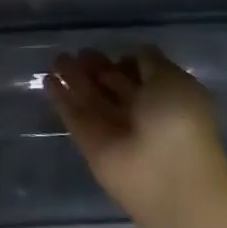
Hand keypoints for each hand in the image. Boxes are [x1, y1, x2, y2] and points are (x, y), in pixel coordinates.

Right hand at [47, 47, 226, 223]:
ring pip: (90, 98)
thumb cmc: (178, 121)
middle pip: (113, 86)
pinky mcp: (89, 143)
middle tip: (79, 52)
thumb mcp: (174, 80)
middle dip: (97, 68)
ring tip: (56, 59)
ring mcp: (113, 129)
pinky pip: (73, 115)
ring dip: (74, 78)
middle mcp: (140, 113)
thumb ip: (152, 63)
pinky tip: (48, 79)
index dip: (126, 62)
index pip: (142, 75)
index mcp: (167, 98)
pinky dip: (61, 98)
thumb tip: (131, 57)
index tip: (113, 53)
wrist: (165, 176)